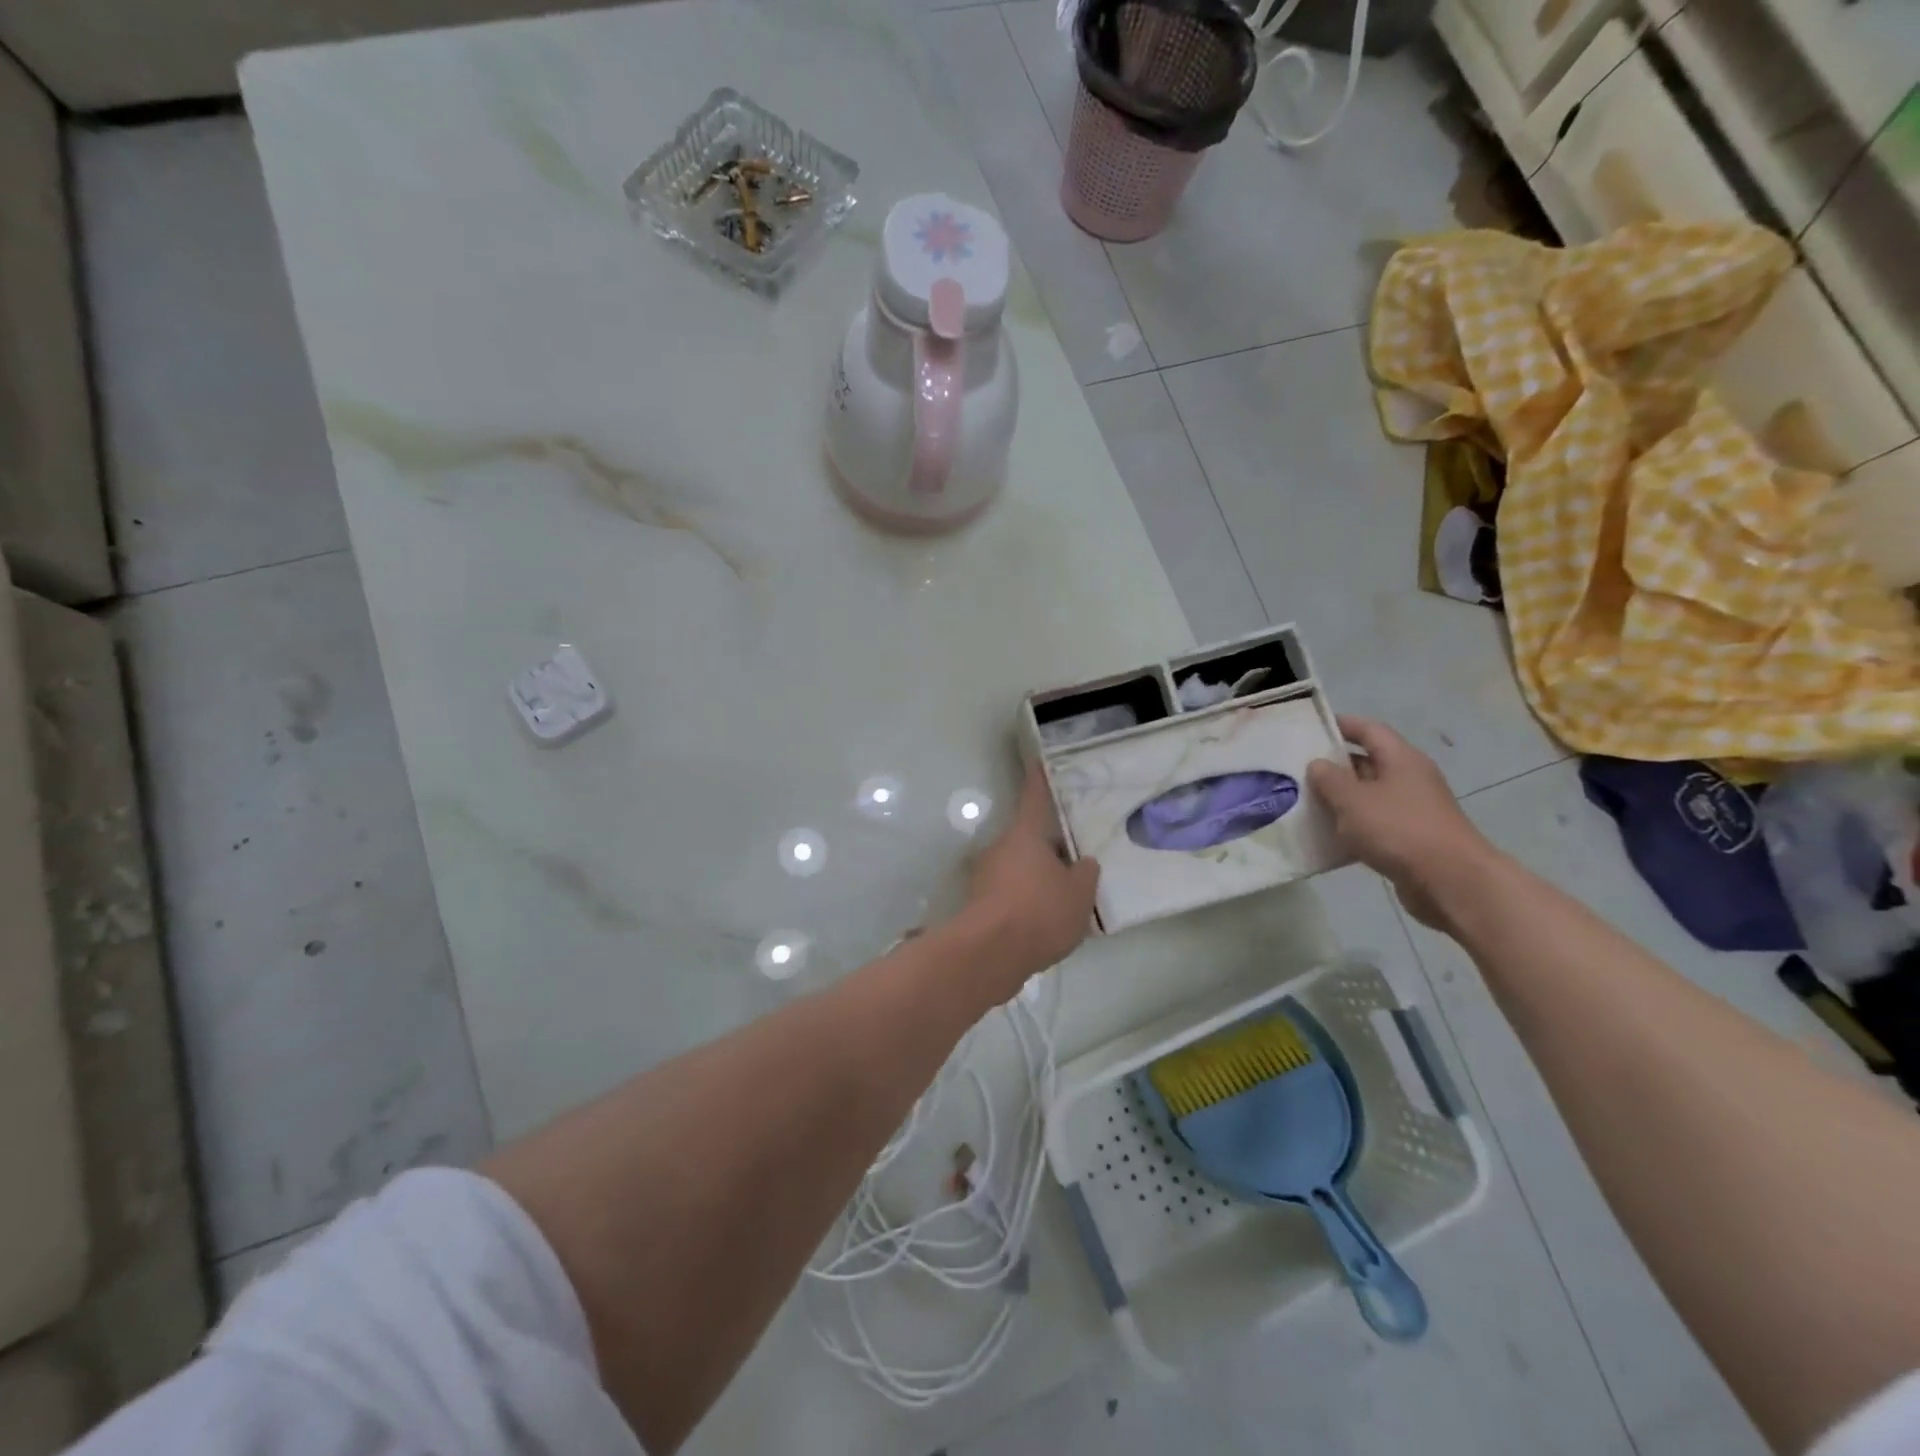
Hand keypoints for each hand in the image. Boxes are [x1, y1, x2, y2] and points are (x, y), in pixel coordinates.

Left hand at [961, 765, 1099, 987]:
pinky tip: (1044, 925)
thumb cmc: (1039, 912)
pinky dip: (1025, 903)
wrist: (989, 955)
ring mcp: (985, 876)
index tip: (1038, 761)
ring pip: (1019, 868)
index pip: (1035, 797)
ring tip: (1065, 902)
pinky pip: (1010, 895)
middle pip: (1029, 839)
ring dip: (1037, 879)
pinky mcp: (978, 904)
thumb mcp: (1079, 894)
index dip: (1040, 779)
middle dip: (1050, 849)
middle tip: (1076, 864)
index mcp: (1025, 834)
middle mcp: (1000, 848)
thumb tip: (1082, 862)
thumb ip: (1085, 873)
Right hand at [1308, 716, 1496, 930]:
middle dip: (1334, 765)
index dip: (1341, 725)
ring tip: (1304, 802)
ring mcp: (1412, 810)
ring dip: (1340, 798)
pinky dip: (1352, 826)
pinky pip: (1374, 824)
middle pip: (1368, 762)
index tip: (1311, 727)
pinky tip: (1327, 836)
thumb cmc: (1399, 829)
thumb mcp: (1354, 800)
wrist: (1451, 882)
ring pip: (1369, 795)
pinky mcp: (1411, 839)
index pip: (1369, 730)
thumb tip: (1317, 764)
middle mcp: (1410, 779)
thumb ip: (1330, 779)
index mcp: (1401, 759)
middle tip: (1297, 769)